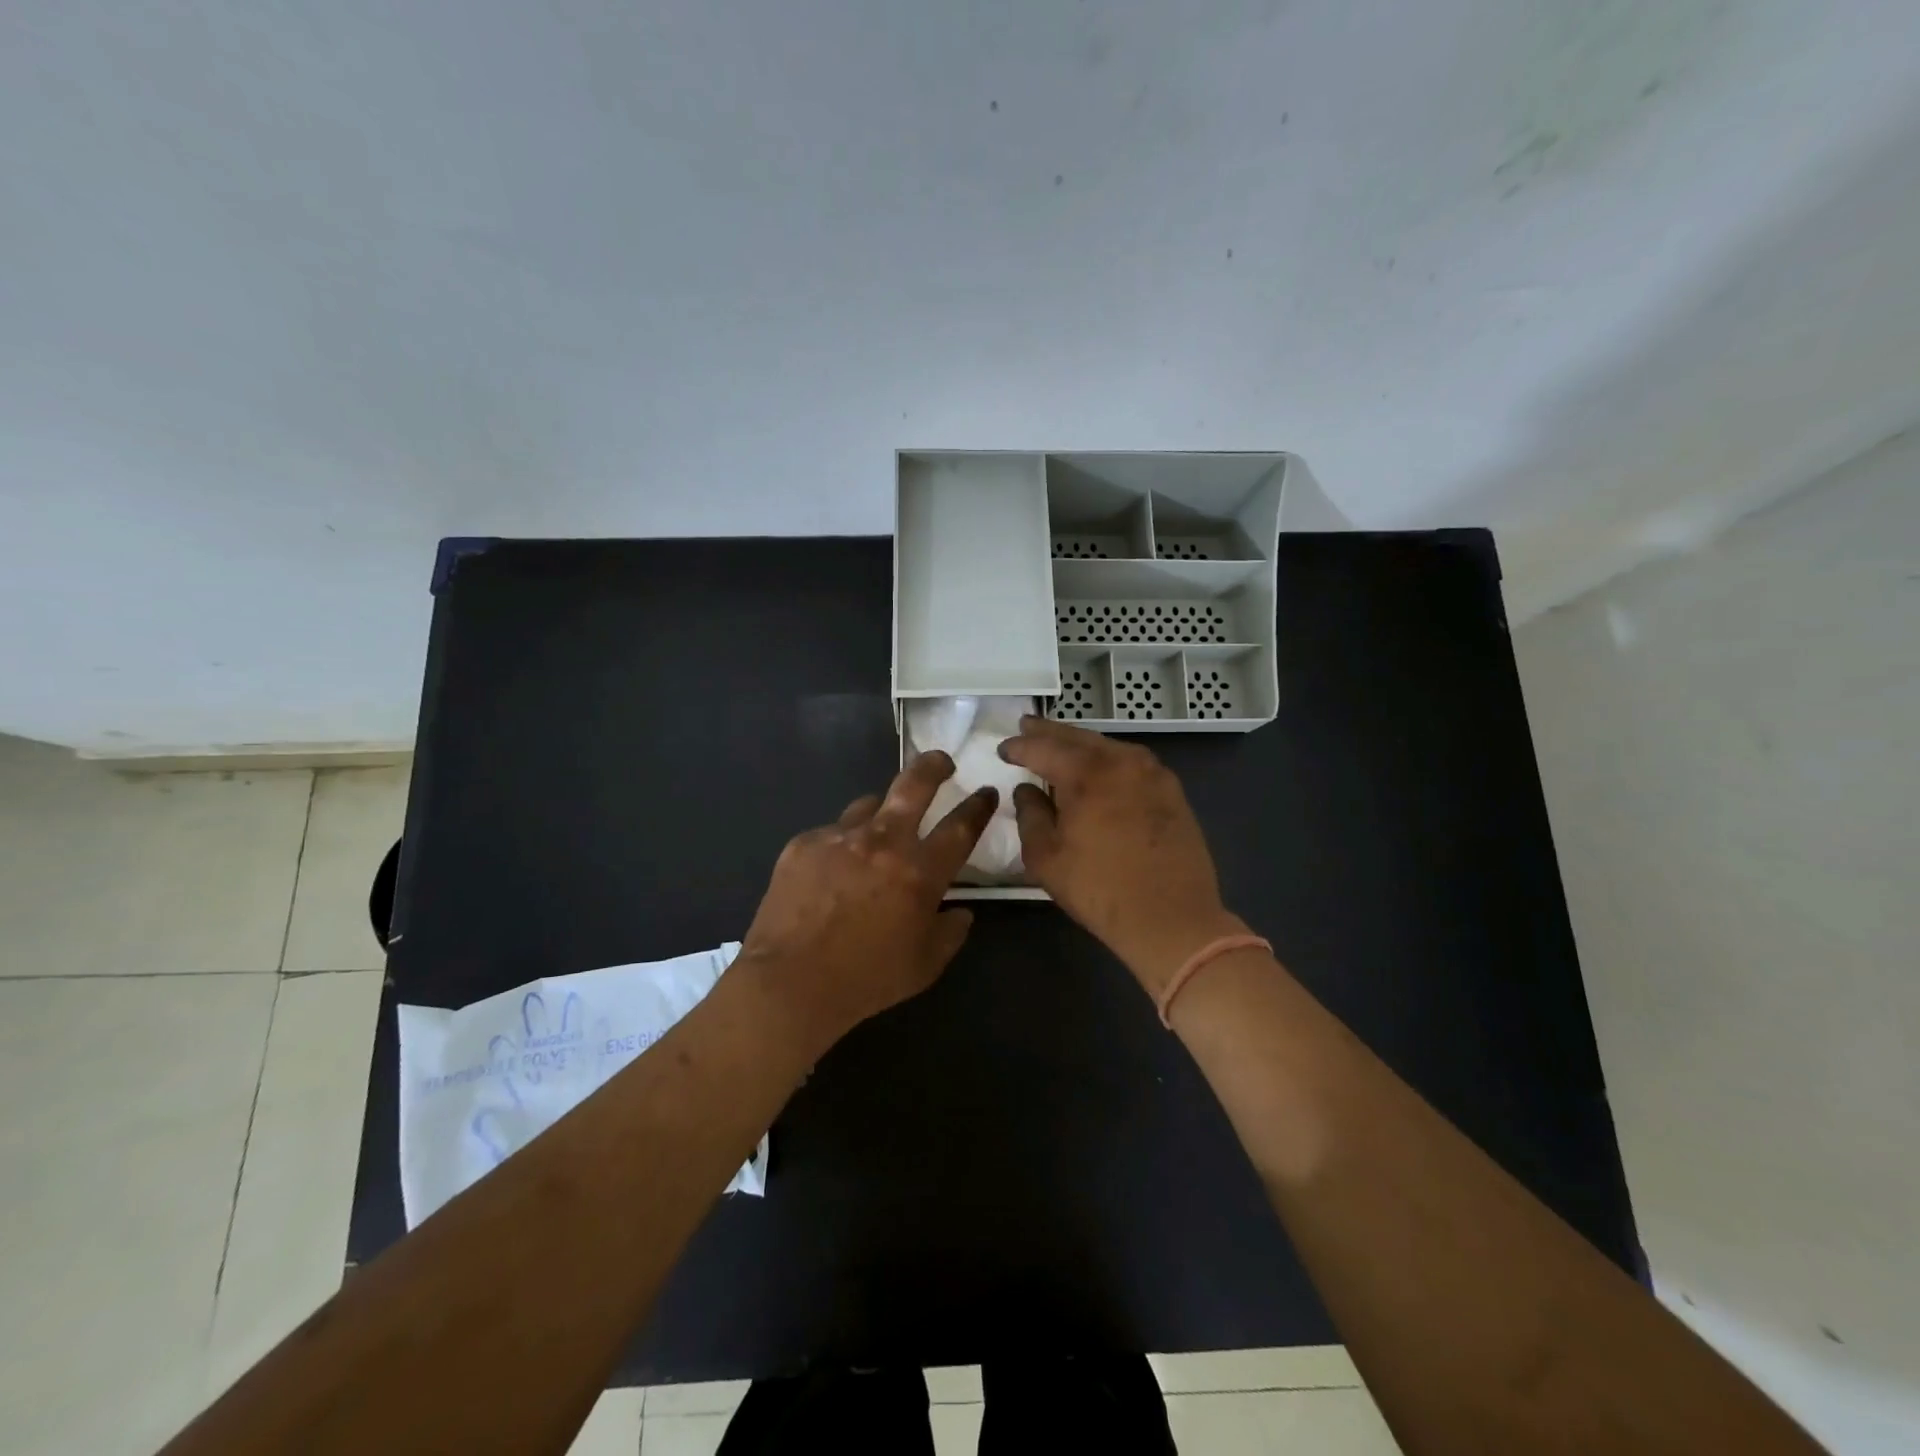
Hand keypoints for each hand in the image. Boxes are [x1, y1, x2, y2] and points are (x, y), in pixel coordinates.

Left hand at [739, 751, 997, 1047]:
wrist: (789, 984)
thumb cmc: (866, 980)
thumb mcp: (924, 966)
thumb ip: (951, 933)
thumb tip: (961, 911)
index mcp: (919, 872)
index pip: (961, 827)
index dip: (978, 806)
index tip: (986, 792)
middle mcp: (883, 842)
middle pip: (915, 784)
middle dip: (934, 766)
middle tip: (941, 762)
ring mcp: (839, 837)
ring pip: (868, 805)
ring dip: (879, 815)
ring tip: (874, 836)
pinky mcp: (803, 843)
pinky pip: (831, 833)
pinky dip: (839, 846)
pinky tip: (829, 874)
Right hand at [999, 717, 1245, 995]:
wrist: (1172, 918)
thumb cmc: (1100, 889)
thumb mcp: (1046, 857)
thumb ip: (1030, 815)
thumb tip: (1027, 790)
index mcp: (1086, 773)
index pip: (1043, 748)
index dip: (1020, 747)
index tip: (1003, 749)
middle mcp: (1121, 761)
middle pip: (1078, 738)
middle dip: (1049, 732)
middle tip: (1027, 725)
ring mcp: (1152, 773)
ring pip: (1107, 746)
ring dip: (1080, 744)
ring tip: (1060, 745)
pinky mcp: (1171, 790)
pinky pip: (1131, 762)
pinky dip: (1108, 759)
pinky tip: (1099, 768)